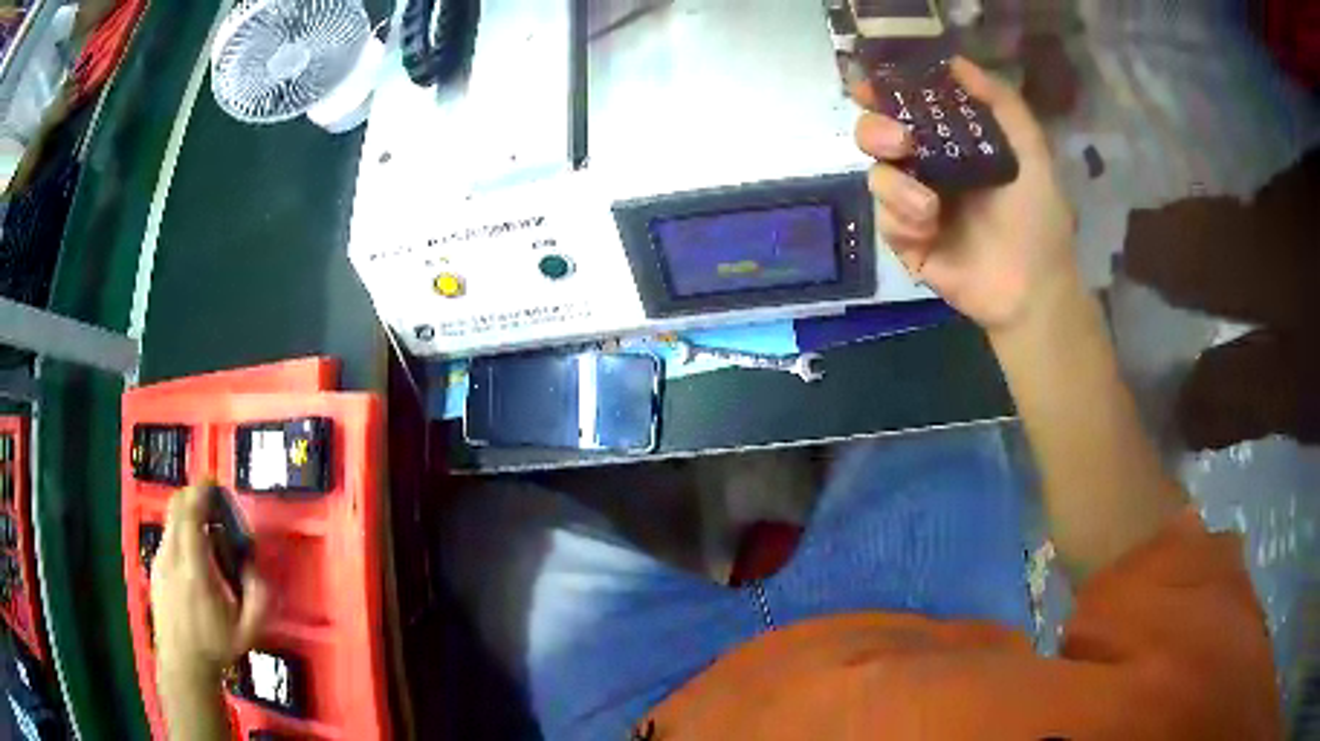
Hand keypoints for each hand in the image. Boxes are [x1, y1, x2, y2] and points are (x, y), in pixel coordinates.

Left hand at [151, 483, 269, 685]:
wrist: (182, 663)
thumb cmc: (216, 646)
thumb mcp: (249, 630)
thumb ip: (258, 597)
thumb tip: (254, 566)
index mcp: (195, 570)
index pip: (190, 515)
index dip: (201, 491)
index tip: (214, 481)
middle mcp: (172, 557)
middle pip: (176, 506)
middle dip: (194, 494)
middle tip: (214, 501)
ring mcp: (160, 560)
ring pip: (171, 519)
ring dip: (188, 513)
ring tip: (208, 531)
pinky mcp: (156, 566)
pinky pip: (168, 535)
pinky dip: (181, 530)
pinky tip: (195, 555)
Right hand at [854, 57, 1077, 333]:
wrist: (1033, 288)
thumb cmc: (1038, 219)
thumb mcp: (1032, 153)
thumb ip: (1002, 104)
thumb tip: (956, 63)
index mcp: (954, 143)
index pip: (909, 108)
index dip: (885, 92)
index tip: (870, 84)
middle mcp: (929, 168)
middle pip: (877, 137)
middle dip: (877, 132)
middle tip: (901, 143)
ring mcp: (916, 206)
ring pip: (877, 177)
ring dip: (897, 186)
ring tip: (929, 206)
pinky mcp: (907, 242)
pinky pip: (885, 220)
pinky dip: (903, 220)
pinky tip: (930, 230)